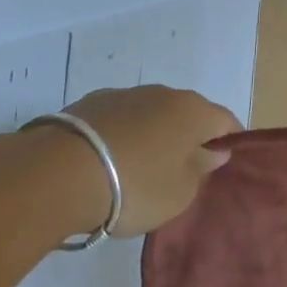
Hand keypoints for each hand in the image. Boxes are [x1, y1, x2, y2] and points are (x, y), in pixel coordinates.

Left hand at [62, 86, 241, 237]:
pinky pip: (118, 120)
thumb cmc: (135, 186)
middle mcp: (164, 94)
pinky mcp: (88, 103)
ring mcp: (125, 95)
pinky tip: (105, 163)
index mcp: (195, 111)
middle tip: (179, 172)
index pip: (226, 121)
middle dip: (188, 138)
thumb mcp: (180, 193)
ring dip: (152, 135)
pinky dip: (120, 137)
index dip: (229, 142)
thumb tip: (212, 151)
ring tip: (136, 169)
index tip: (221, 166)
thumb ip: (201, 169)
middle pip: (187, 114)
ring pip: (151, 115)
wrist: (57, 175)